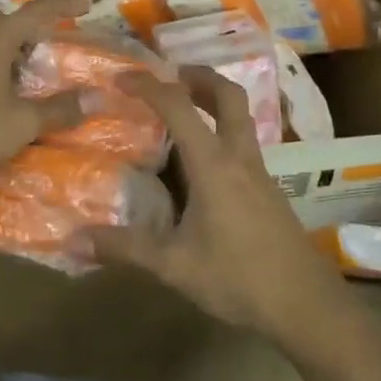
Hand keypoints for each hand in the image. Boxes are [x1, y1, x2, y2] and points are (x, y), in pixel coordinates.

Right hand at [89, 67, 348, 341]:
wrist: (307, 306)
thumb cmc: (239, 278)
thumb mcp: (174, 266)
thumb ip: (125, 248)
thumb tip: (74, 240)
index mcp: (214, 165)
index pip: (179, 107)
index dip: (149, 86)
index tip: (120, 78)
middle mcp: (239, 158)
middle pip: (228, 96)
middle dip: (198, 76)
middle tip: (167, 75)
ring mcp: (259, 174)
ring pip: (240, 119)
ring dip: (212, 102)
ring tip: (179, 111)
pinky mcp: (268, 192)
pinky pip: (242, 145)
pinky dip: (219, 134)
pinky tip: (199, 165)